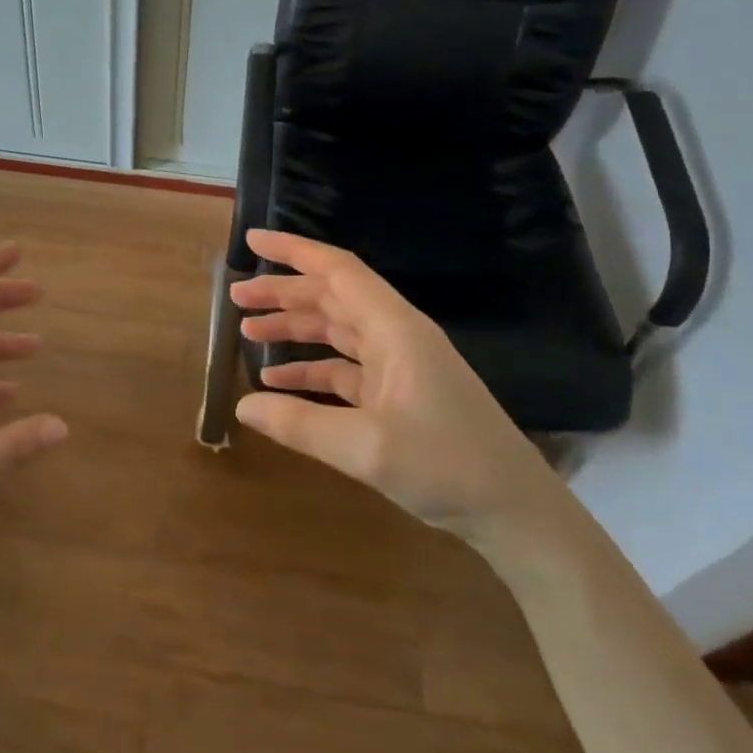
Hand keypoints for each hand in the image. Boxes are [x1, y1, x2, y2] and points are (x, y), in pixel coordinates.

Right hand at [230, 230, 563, 546]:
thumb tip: (242, 406)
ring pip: (337, 330)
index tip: (253, 242)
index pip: (338, 271)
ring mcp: (399, 365)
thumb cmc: (447, 466)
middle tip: (237, 297)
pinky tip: (279, 382)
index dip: (294, 252)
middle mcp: (396, 336)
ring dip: (295, 327)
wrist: (515, 510)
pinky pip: (345, 368)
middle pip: (332, 297)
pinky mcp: (399, 394)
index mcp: (395, 329)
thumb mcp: (365, 448)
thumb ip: (300, 424)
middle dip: (284, 292)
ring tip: (248, 332)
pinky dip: (312, 368)